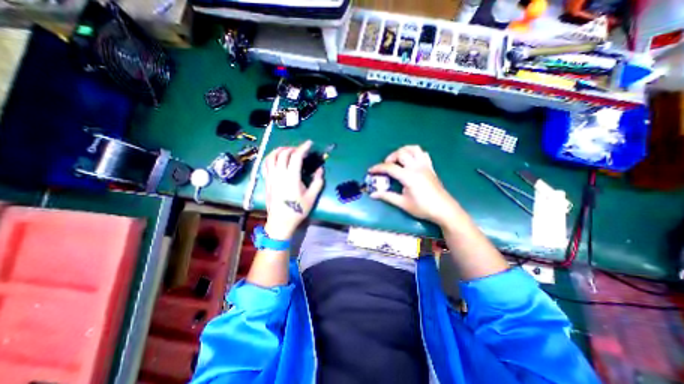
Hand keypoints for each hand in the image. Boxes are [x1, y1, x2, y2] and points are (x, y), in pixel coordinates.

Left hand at [262, 140, 325, 237]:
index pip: (296, 156)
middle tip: (301, 150)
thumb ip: (317, 182)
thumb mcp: (312, 197)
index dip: (303, 147)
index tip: (310, 143)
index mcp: (291, 177)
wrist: (280, 222)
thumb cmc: (297, 210)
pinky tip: (276, 158)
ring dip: (280, 150)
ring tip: (288, 151)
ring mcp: (271, 177)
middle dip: (293, 148)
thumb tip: (320, 169)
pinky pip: (265, 164)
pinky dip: (271, 157)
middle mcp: (279, 174)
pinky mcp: (266, 181)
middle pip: (283, 153)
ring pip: (272, 156)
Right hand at [369, 145, 458, 225]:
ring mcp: (425, 166)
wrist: (444, 210)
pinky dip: (414, 153)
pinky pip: (423, 154)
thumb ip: (387, 196)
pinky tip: (410, 161)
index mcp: (409, 176)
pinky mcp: (430, 167)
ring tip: (397, 160)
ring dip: (403, 151)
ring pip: (413, 149)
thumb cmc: (423, 208)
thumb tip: (373, 194)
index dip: (378, 168)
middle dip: (390, 157)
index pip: (390, 168)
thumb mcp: (403, 203)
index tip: (370, 171)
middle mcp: (417, 167)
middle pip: (401, 153)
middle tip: (386, 167)